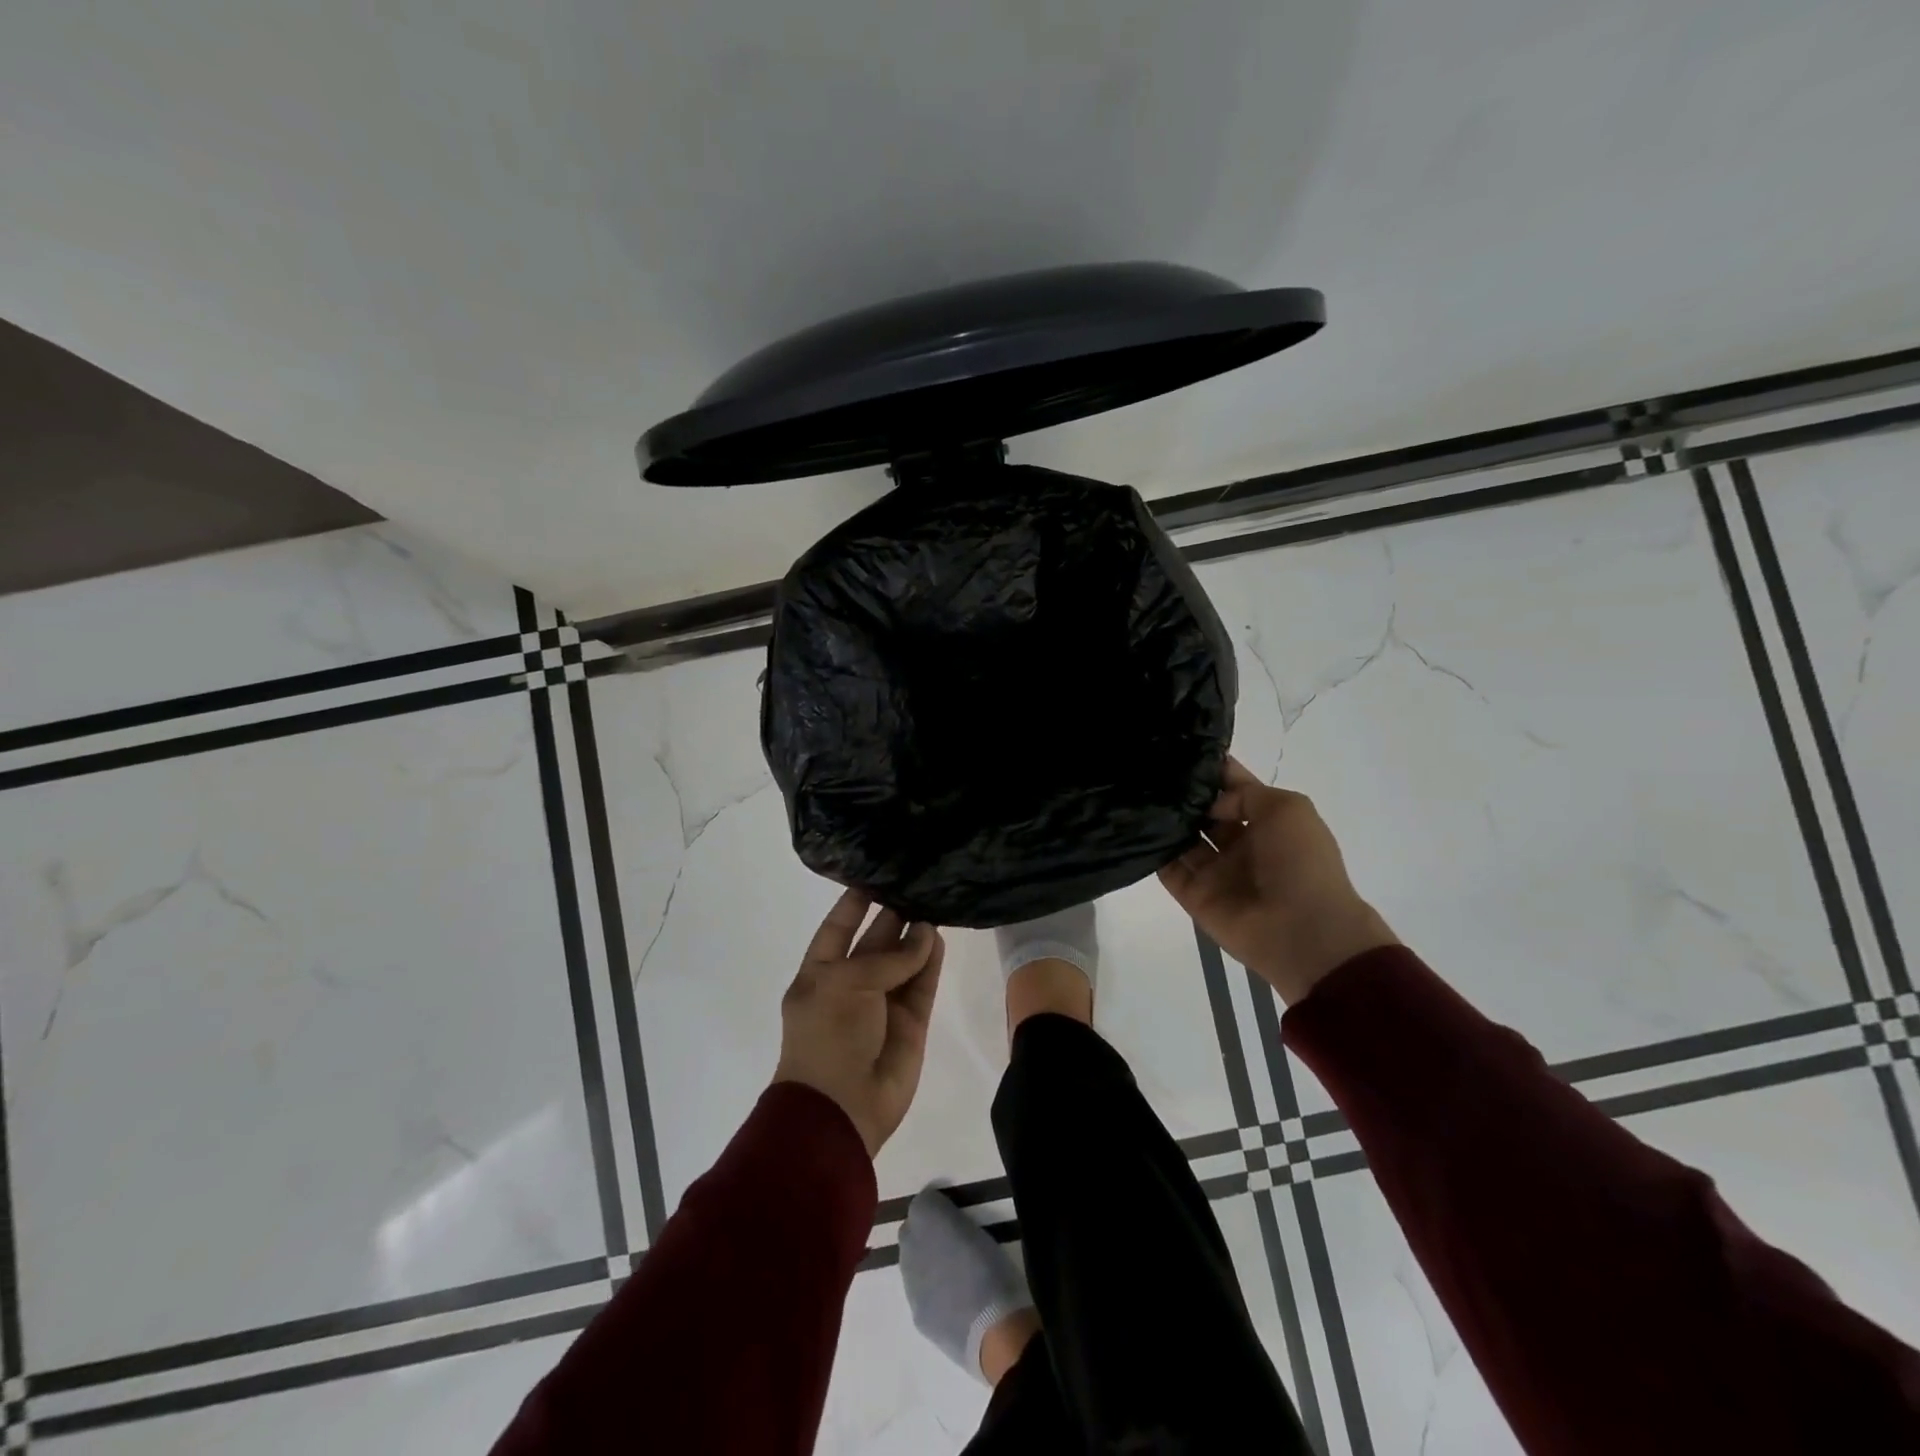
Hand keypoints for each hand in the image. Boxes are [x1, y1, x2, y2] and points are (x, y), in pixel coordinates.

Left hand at [773, 889, 944, 1157]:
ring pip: (903, 961)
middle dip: (893, 914)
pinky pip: (922, 985)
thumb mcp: (846, 983)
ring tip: (935, 902)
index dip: (855, 902)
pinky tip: (940, 935)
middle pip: (875, 940)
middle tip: (918, 882)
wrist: (841, 1108)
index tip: (877, 873)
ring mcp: (882, 1004)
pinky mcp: (910, 1022)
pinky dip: (931, 962)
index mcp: (821, 973)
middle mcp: (851, 983)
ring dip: (916, 936)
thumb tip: (925, 934)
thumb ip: (888, 957)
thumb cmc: (828, 1036)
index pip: (838, 927)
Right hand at [1159, 758, 1397, 1003]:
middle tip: (1150, 770)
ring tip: (1136, 792)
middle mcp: (1238, 844)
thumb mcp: (1287, 808)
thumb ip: (1244, 794)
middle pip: (1203, 812)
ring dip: (1165, 819)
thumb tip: (1209, 803)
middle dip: (1182, 793)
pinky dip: (1152, 850)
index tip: (1180, 749)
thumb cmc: (1301, 862)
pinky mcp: (1193, 895)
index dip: (1212, 770)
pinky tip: (1134, 825)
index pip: (1233, 789)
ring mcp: (1215, 871)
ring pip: (1182, 838)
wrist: (1302, 931)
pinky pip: (1167, 868)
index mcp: (1267, 822)